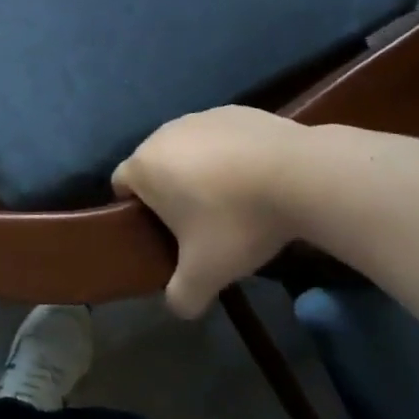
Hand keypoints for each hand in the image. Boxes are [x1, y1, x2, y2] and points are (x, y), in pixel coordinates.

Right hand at [112, 107, 308, 317]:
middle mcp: (163, 133)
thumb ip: (182, 296)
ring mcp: (200, 117)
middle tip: (201, 225)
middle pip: (155, 165)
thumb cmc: (237, 221)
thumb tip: (178, 307)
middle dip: (170, 191)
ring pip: (188, 148)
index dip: (136, 211)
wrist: (298, 174)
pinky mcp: (235, 111)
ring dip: (201, 171)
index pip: (121, 184)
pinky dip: (230, 155)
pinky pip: (221, 137)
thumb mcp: (206, 273)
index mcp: (144, 166)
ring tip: (235, 201)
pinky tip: (258, 178)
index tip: (164, 234)